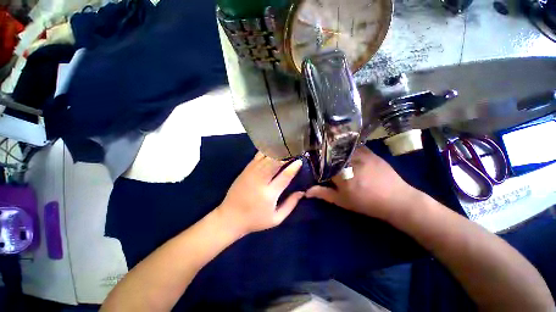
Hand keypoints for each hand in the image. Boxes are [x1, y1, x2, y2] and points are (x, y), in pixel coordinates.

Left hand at [217, 152, 303, 235]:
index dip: (293, 167)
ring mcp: (251, 173)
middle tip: (294, 150)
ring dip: (276, 152)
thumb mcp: (276, 219)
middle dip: (285, 155)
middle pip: (274, 163)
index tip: (300, 161)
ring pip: (265, 158)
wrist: (230, 218)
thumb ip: (290, 205)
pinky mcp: (245, 170)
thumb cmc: (255, 220)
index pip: (284, 176)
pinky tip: (272, 148)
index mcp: (269, 194)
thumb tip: (302, 192)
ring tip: (285, 147)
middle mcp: (260, 180)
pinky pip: (257, 157)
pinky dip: (266, 152)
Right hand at [306, 146, 419, 219]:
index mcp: (340, 174)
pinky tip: (347, 150)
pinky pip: (355, 146)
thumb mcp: (342, 201)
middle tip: (323, 158)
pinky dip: (348, 147)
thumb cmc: (366, 202)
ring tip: (333, 152)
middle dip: (325, 155)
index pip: (323, 164)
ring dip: (336, 150)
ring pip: (342, 148)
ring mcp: (361, 155)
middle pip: (331, 154)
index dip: (317, 163)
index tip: (315, 164)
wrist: (397, 200)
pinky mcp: (370, 152)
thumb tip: (306, 192)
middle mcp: (349, 161)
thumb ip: (324, 194)